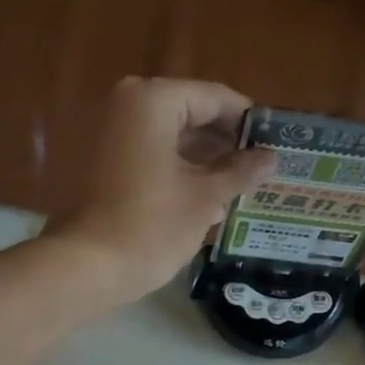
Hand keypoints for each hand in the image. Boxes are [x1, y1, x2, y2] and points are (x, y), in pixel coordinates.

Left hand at [47, 77, 275, 303]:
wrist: (89, 266)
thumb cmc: (152, 226)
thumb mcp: (205, 198)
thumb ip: (240, 172)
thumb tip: (271, 158)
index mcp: (153, 101)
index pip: (214, 98)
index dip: (247, 121)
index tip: (274, 142)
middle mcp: (126, 105)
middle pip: (190, 115)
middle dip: (224, 144)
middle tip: (259, 169)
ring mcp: (109, 135)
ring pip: (170, 139)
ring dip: (204, 163)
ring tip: (239, 189)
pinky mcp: (102, 164)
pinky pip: (150, 157)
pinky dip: (177, 173)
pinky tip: (206, 202)